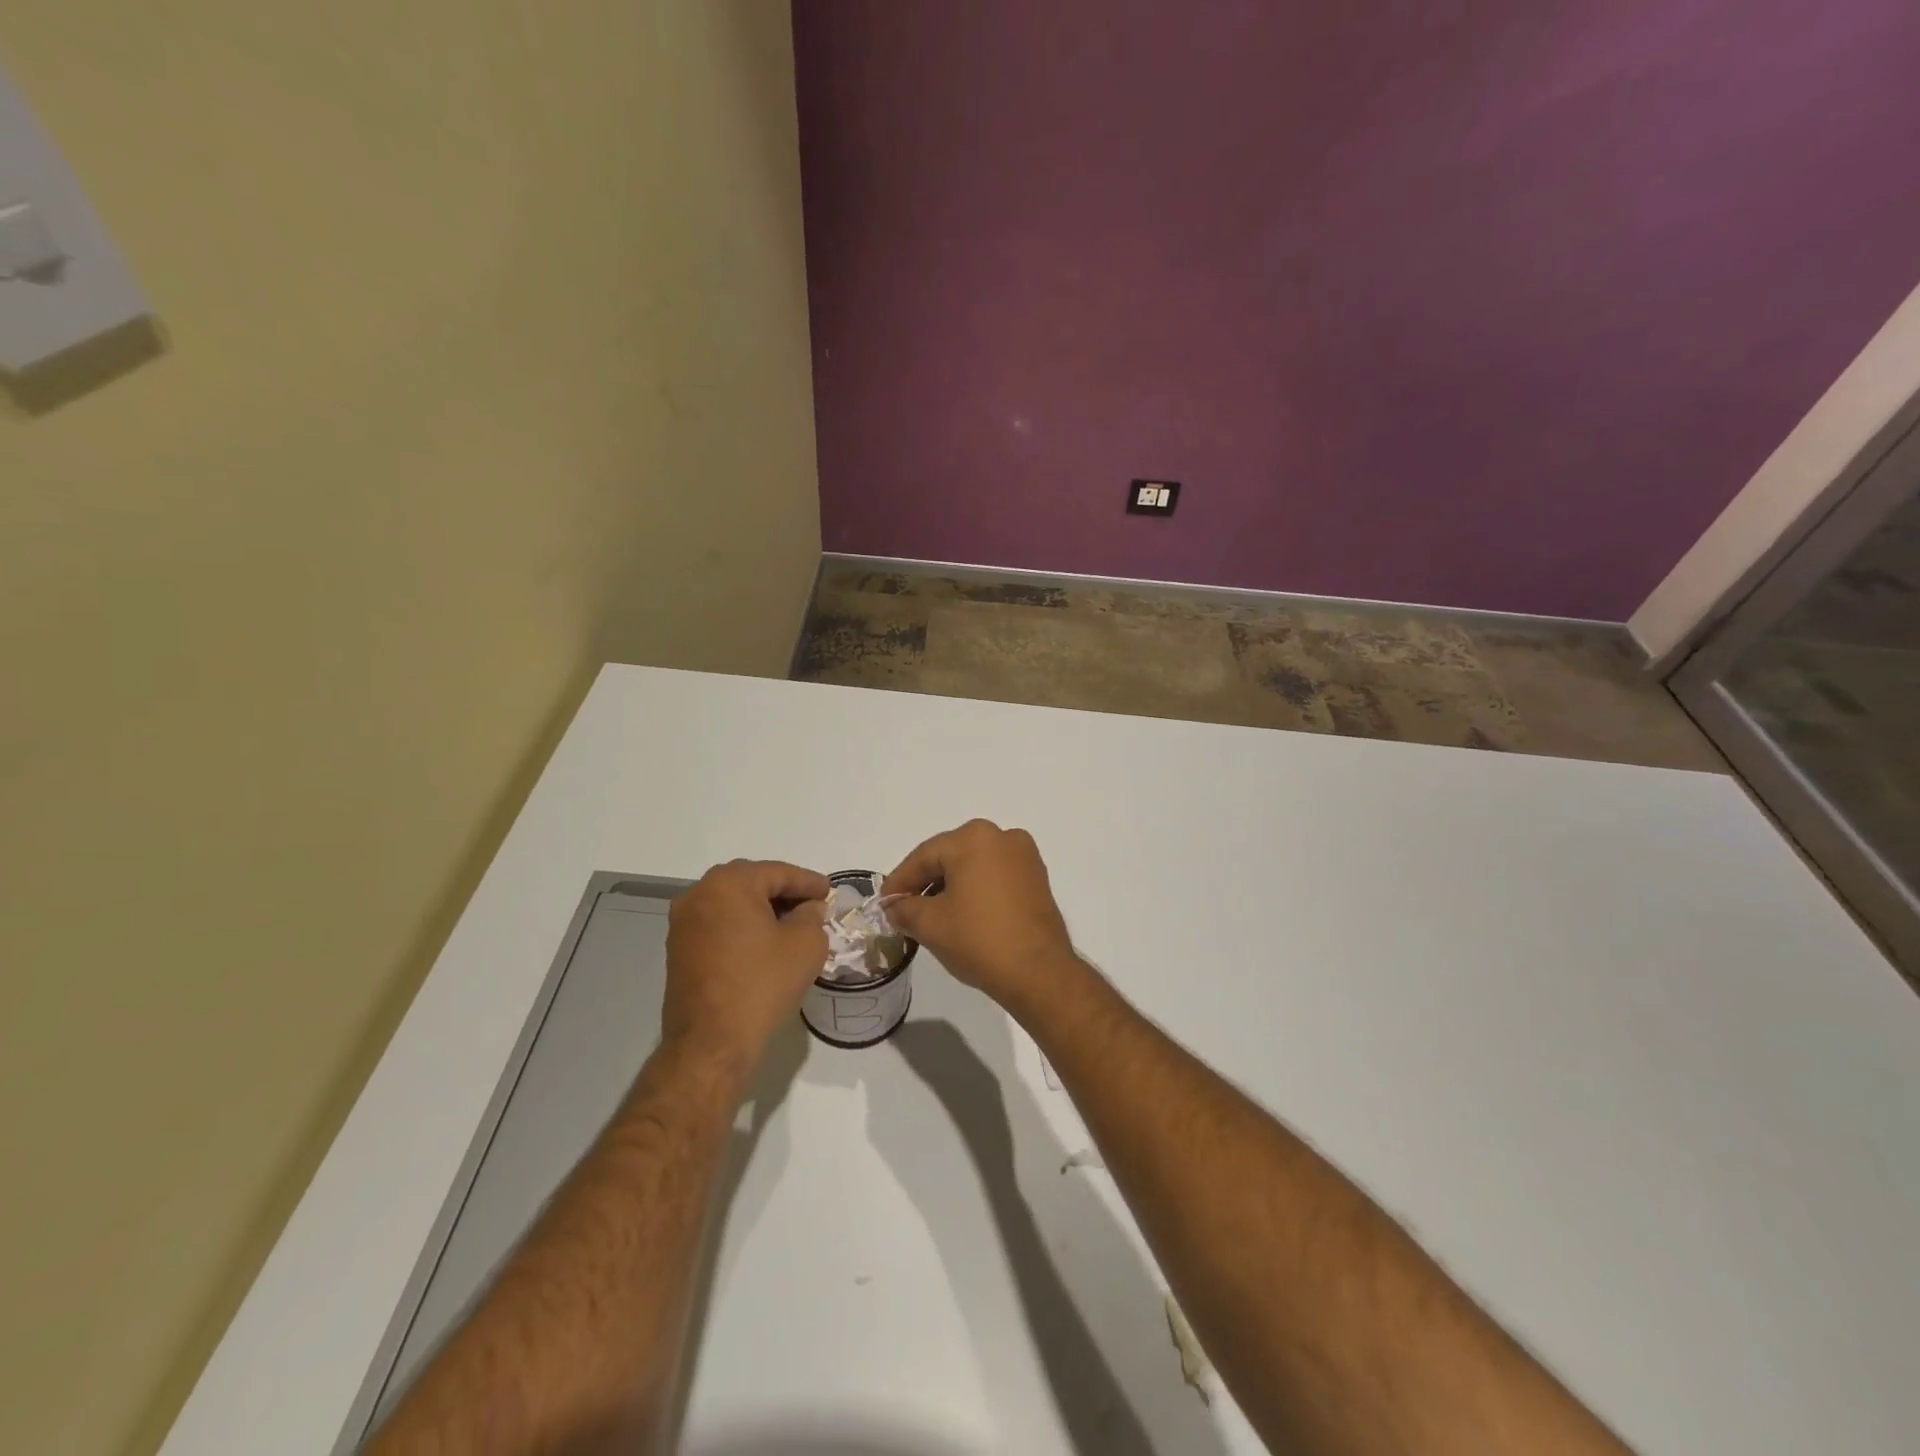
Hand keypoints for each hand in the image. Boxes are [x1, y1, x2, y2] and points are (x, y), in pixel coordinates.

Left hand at [665, 860, 829, 1071]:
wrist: (711, 1042)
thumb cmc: (762, 984)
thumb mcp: (805, 945)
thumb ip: (812, 916)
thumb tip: (807, 909)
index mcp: (729, 883)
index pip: (778, 872)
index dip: (808, 882)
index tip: (829, 892)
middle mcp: (699, 894)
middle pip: (751, 882)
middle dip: (783, 891)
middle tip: (811, 905)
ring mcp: (683, 922)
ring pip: (732, 903)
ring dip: (761, 909)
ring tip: (790, 925)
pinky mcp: (678, 949)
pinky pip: (717, 924)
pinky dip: (742, 926)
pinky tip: (763, 943)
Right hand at [883, 821, 1075, 1007]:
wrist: (1039, 972)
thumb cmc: (979, 940)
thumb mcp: (930, 924)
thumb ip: (905, 909)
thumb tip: (895, 907)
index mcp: (974, 838)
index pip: (924, 856)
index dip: (900, 881)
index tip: (883, 903)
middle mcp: (1002, 837)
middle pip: (950, 857)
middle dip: (925, 882)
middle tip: (903, 908)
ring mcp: (1024, 856)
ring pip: (973, 866)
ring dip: (950, 886)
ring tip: (931, 915)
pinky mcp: (1037, 878)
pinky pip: (995, 876)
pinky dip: (975, 890)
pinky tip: (962, 914)